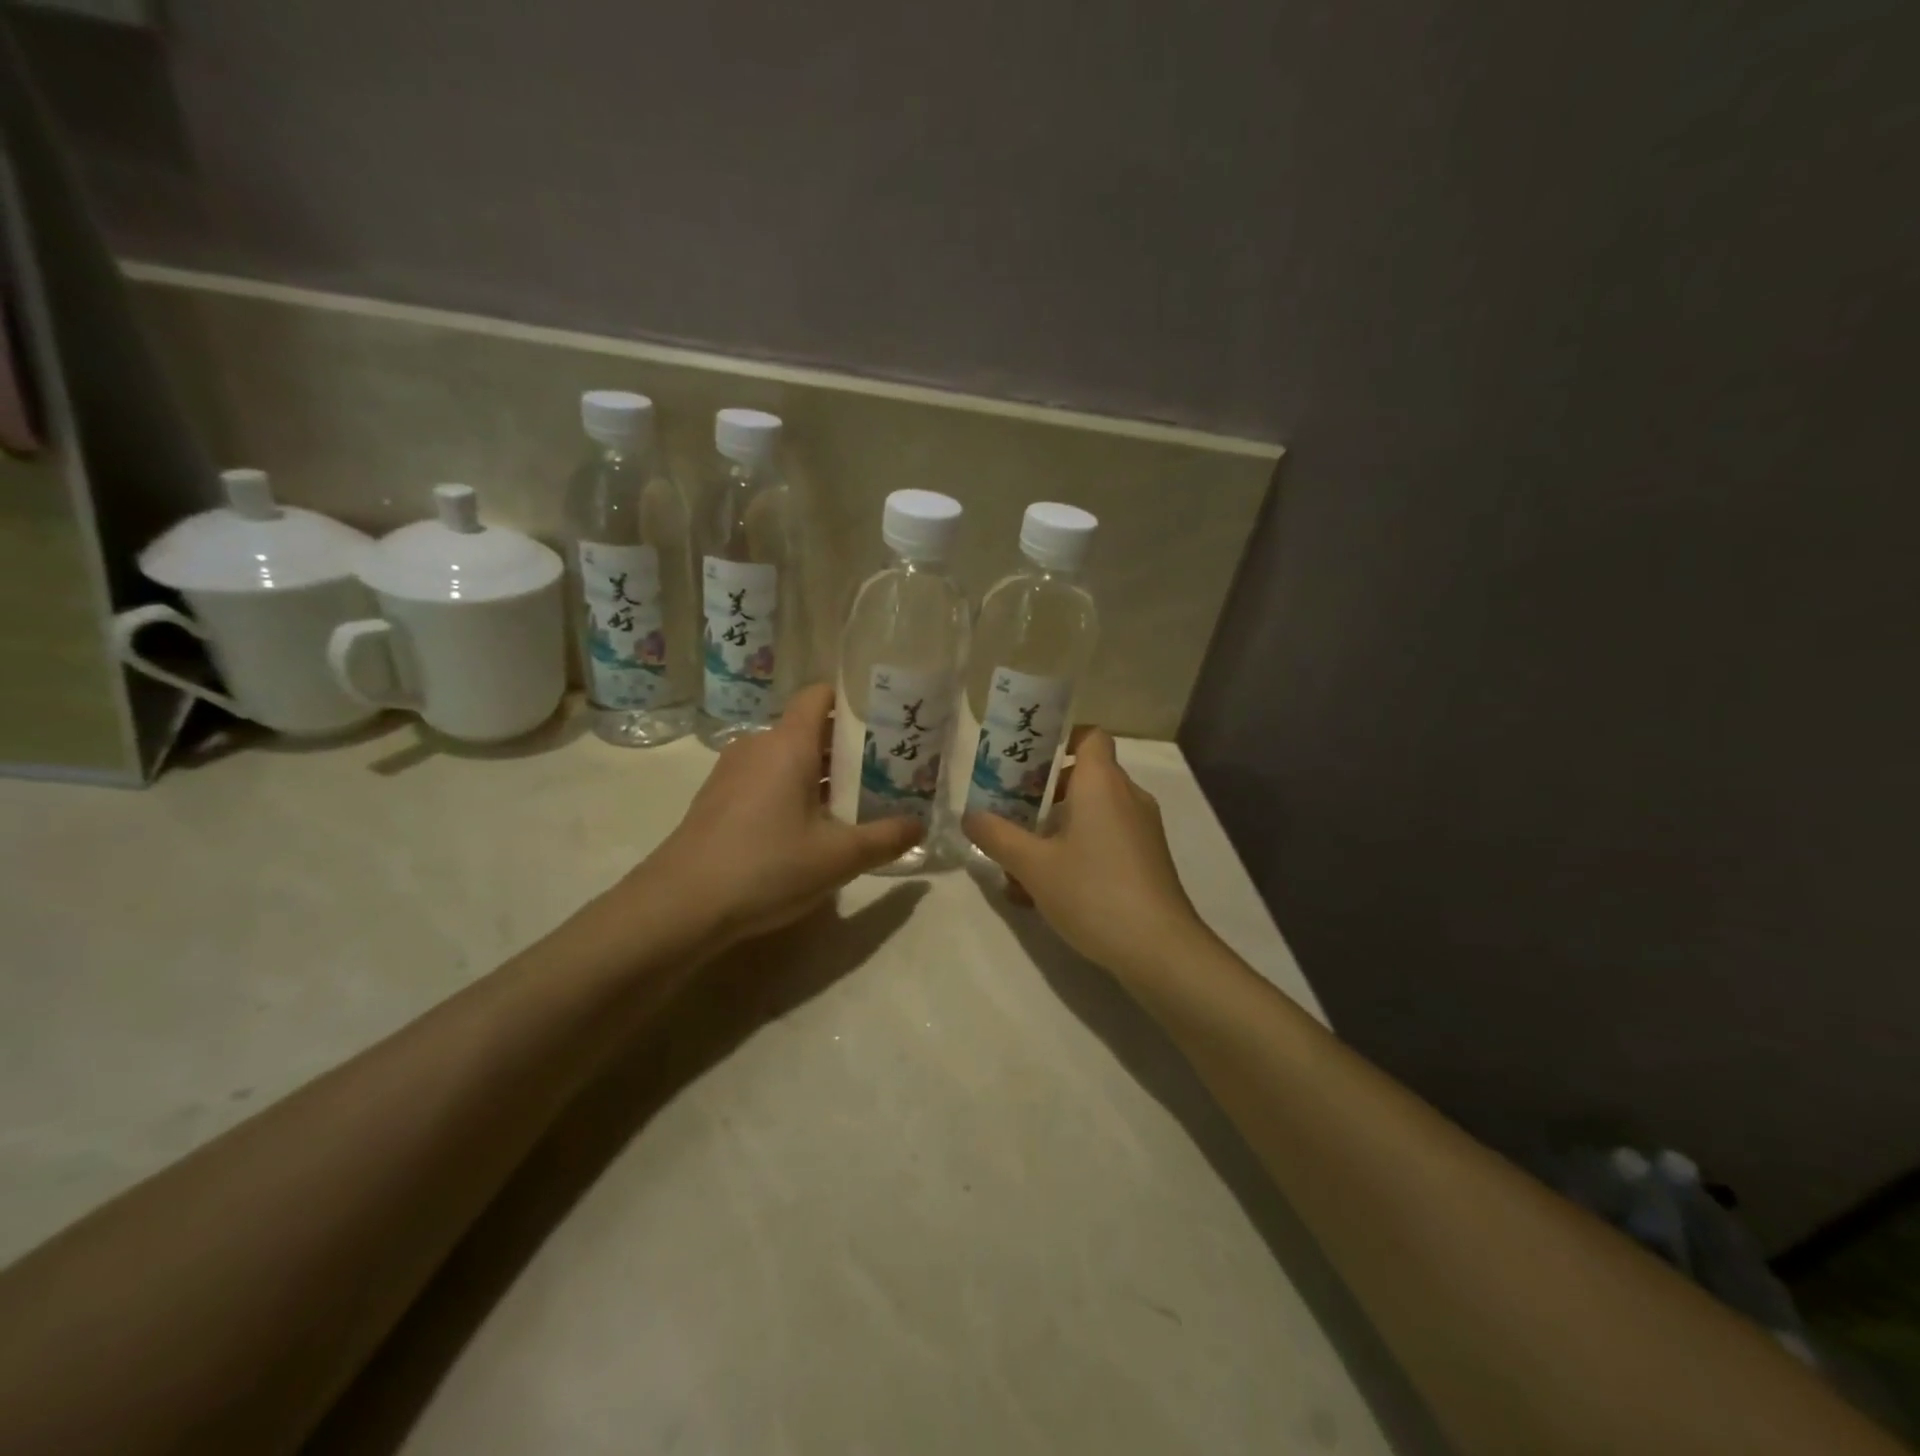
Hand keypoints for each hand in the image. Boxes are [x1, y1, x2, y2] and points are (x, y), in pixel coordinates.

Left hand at [639, 684, 922, 946]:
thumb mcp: (838, 857)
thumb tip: (919, 825)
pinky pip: (766, 778)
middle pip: (810, 728)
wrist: (680, 905)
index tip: (885, 722)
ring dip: (822, 773)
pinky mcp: (718, 798)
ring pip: (788, 756)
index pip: (820, 695)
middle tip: (886, 770)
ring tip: (855, 802)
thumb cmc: (767, 867)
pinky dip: (793, 790)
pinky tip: (810, 828)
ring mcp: (733, 771)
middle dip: (848, 747)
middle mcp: (759, 745)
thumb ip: (885, 837)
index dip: (853, 701)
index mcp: (788, 743)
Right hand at [963, 729, 1210, 982]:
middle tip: (1012, 811)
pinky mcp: (1148, 859)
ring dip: (1058, 826)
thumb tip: (970, 816)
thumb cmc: (1092, 892)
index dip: (1062, 738)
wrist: (1158, 948)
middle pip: (1086, 776)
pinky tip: (1048, 888)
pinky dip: (1079, 849)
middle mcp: (1127, 797)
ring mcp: (1142, 829)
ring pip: (1094, 812)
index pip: (1090, 736)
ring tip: (1021, 859)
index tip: (1029, 759)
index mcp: (1102, 783)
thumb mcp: (1033, 865)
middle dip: (1046, 791)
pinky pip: (1107, 838)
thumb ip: (997, 835)